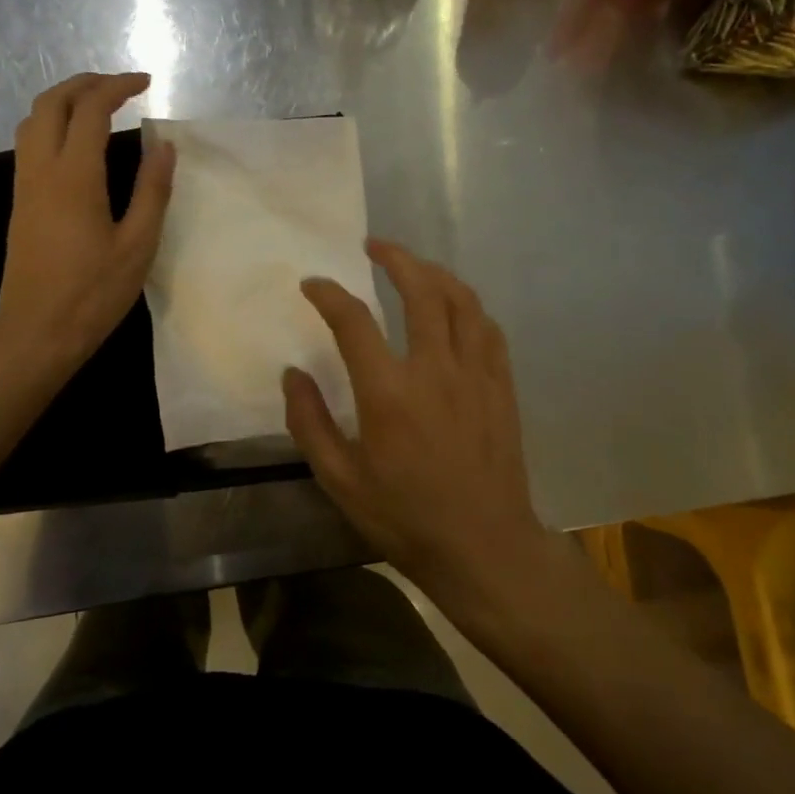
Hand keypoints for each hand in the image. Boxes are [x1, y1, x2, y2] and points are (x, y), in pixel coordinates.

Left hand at [0, 73, 175, 379]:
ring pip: (32, 120)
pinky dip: (52, 123)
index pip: (91, 109)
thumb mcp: (137, 245)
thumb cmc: (93, 293)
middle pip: (51, 102)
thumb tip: (163, 146)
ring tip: (98, 104)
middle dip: (85, 82)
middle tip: (120, 84)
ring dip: (63, 100)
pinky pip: (29, 142)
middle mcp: (42, 170)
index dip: (118, 87)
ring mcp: (25, 185)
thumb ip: (152, 191)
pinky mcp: (20, 202)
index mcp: (74, 176)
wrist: (36, 331)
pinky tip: (77, 141)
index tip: (146, 82)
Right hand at [284, 240, 547, 595]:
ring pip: (462, 300)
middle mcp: (435, 370)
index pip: (353, 320)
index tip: (313, 284)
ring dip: (435, 272)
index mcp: (388, 393)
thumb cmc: (404, 516)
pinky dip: (468, 306)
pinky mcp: (501, 386)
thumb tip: (292, 373)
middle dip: (395, 258)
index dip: (328, 293)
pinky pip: (488, 328)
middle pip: (421, 290)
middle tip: (374, 246)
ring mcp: (476, 374)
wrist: (483, 547)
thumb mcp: (340, 480)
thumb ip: (310, 422)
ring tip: (414, 266)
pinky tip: (456, 307)